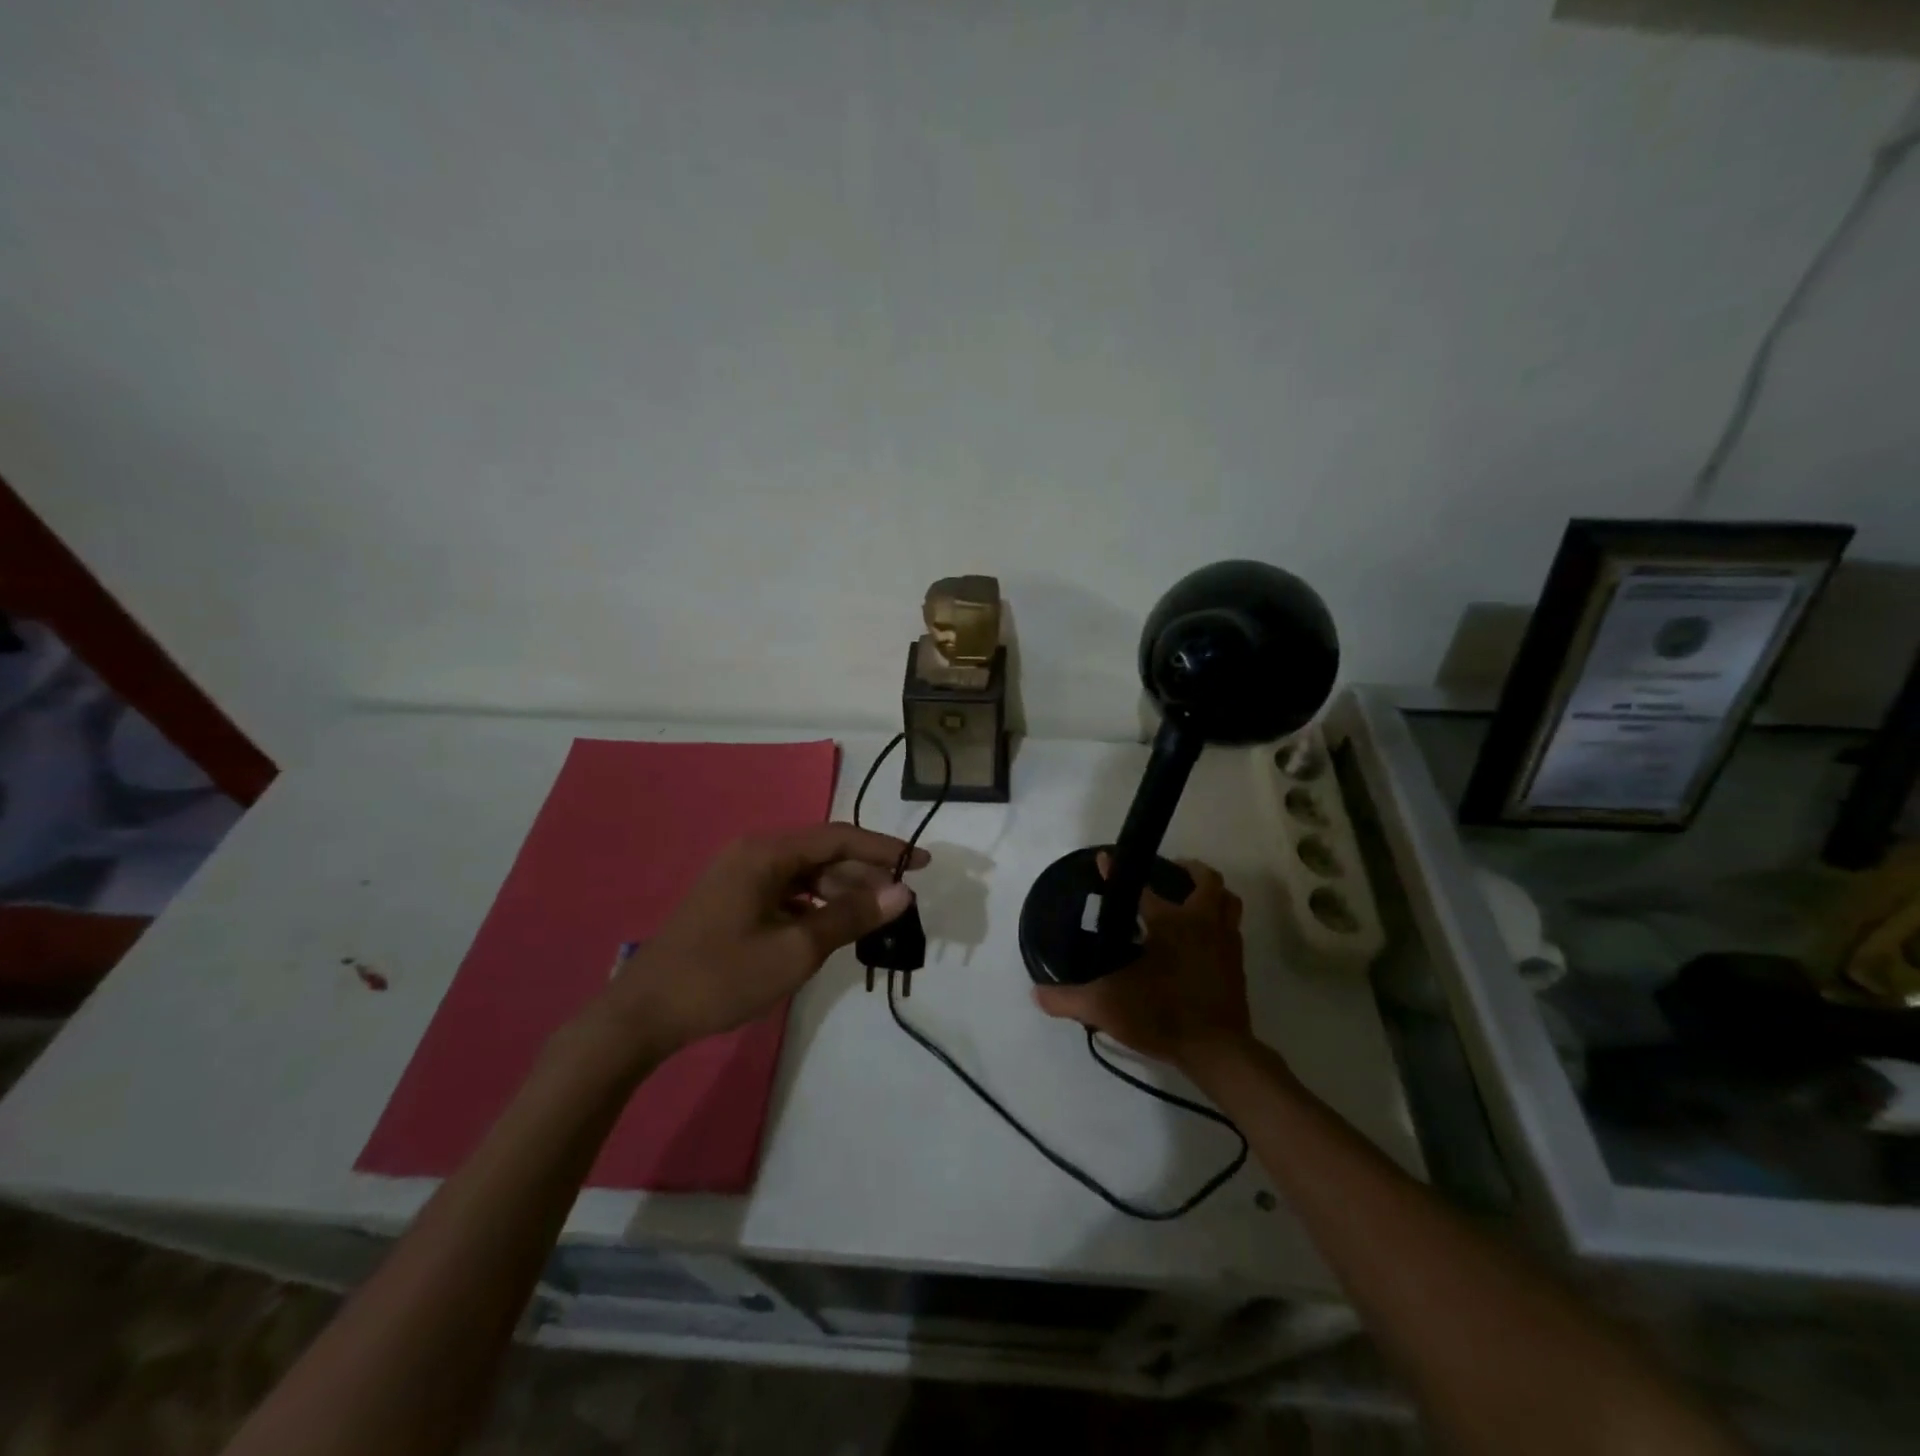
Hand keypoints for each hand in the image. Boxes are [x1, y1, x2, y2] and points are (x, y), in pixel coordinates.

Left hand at [589, 824, 925, 1061]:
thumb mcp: (796, 949)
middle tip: (901, 901)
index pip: (839, 837)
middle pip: (823, 854)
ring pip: (806, 875)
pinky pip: (787, 893)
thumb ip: (851, 917)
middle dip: (865, 874)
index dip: (884, 849)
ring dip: (842, 892)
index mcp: (766, 853)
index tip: (923, 863)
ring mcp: (740, 878)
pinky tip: (833, 928)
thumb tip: (902, 892)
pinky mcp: (734, 902)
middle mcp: (754, 854)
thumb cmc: (721, 977)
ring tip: (875, 917)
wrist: (643, 1016)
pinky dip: (815, 906)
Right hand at [1032, 855, 1251, 1071]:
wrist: (1217, 1050)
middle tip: (1169, 872)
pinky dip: (1219, 925)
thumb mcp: (1106, 1006)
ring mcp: (1225, 943)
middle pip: (1207, 881)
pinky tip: (1201, 940)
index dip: (1117, 872)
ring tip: (1190, 899)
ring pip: (1229, 902)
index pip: (1142, 888)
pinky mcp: (1237, 966)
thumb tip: (1036, 994)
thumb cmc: (1163, 1015)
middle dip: (1190, 870)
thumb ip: (1068, 999)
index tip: (1104, 859)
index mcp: (1171, 922)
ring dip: (1212, 895)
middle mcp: (1202, 923)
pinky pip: (1232, 931)